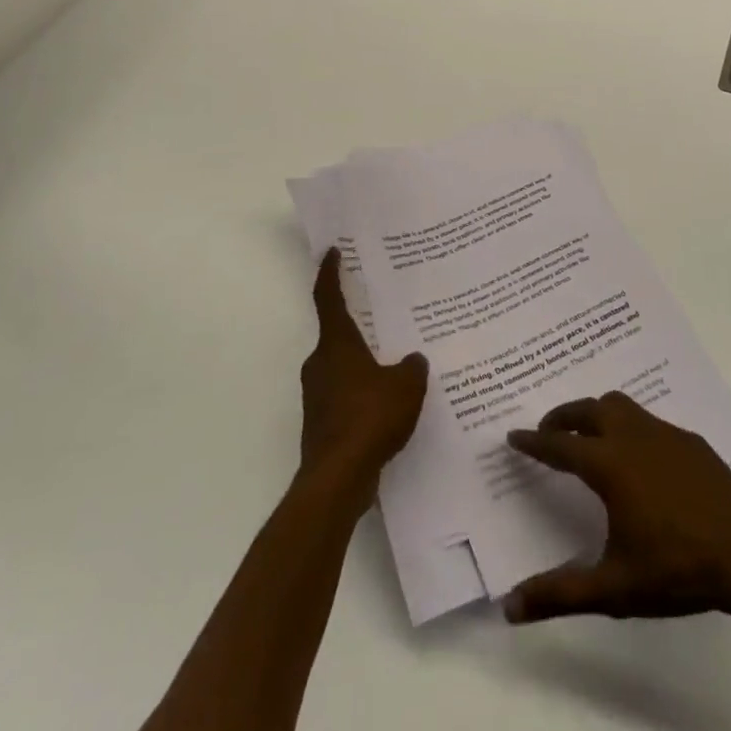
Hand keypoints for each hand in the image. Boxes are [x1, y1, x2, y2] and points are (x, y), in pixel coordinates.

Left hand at [298, 249, 427, 493]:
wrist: (337, 479)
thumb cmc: (369, 418)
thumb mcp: (406, 386)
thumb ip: (412, 367)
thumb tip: (413, 359)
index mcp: (337, 344)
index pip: (329, 297)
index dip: (330, 272)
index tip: (333, 251)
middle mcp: (321, 363)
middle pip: (337, 334)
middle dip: (358, 324)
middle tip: (384, 315)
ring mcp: (318, 395)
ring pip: (342, 367)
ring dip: (363, 363)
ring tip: (394, 363)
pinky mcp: (322, 423)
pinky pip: (345, 395)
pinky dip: (363, 393)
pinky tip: (388, 405)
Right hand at [503, 391, 730, 622]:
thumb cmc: (675, 569)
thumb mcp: (613, 588)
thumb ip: (560, 594)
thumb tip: (509, 607)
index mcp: (609, 465)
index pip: (560, 446)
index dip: (534, 441)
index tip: (514, 436)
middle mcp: (632, 437)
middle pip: (588, 409)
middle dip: (563, 416)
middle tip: (549, 431)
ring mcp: (664, 433)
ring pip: (620, 405)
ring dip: (596, 414)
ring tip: (589, 437)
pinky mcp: (689, 440)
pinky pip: (648, 420)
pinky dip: (629, 426)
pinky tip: (638, 456)